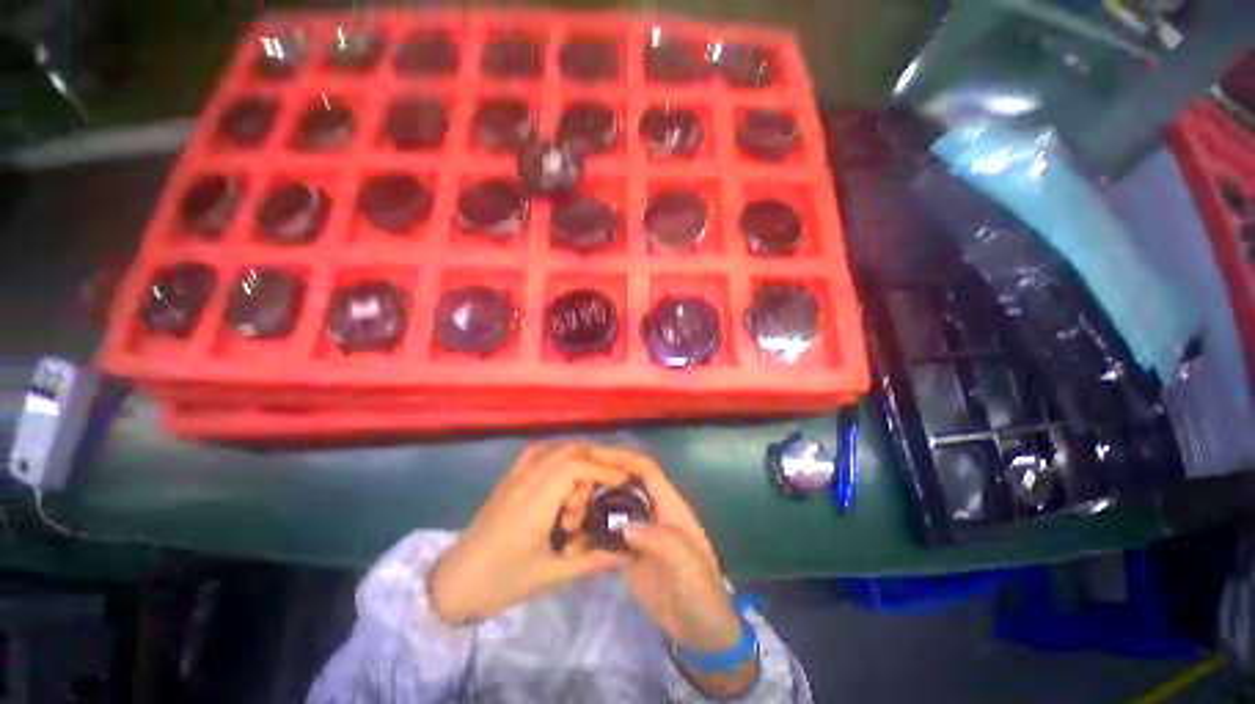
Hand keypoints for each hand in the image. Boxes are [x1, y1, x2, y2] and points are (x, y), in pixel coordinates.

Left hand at [429, 443, 628, 624]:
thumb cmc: (500, 581)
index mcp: (535, 501)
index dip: (603, 469)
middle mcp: (526, 479)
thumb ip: (591, 560)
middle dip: (596, 462)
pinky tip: (563, 484)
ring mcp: (515, 475)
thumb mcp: (549, 575)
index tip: (623, 481)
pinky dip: (561, 460)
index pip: (576, 466)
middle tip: (607, 487)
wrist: (452, 582)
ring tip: (582, 494)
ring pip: (556, 449)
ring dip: (578, 461)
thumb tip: (626, 553)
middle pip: (569, 451)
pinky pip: (541, 454)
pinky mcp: (510, 478)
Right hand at [585, 447, 740, 651]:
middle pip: (627, 484)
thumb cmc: (701, 590)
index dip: (625, 459)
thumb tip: (627, 527)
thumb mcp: (688, 564)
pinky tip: (573, 536)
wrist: (699, 630)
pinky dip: (592, 532)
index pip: (647, 471)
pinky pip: (608, 535)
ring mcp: (640, 532)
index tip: (597, 456)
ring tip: (569, 507)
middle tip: (574, 482)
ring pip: (614, 507)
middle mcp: (653, 512)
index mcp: (671, 506)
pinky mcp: (629, 553)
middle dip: (604, 478)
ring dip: (594, 503)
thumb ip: (662, 541)